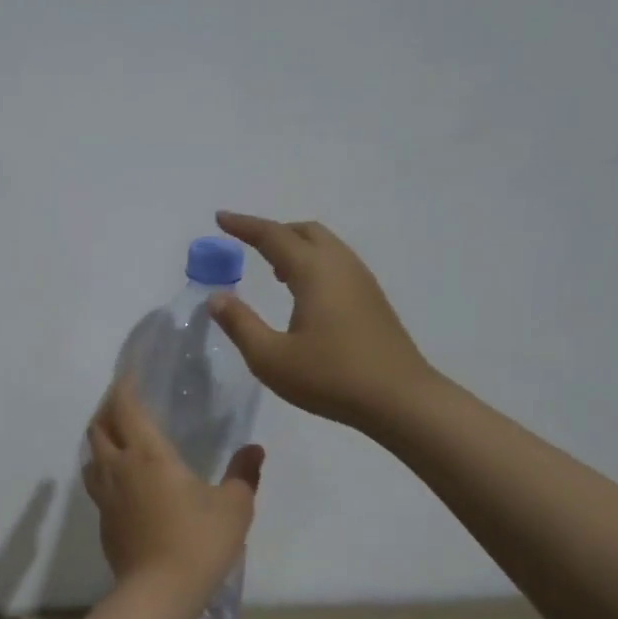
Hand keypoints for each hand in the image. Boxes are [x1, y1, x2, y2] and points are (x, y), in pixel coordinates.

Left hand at [83, 377, 264, 595]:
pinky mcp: (103, 520)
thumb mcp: (233, 507)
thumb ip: (243, 474)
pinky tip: (122, 479)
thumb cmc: (198, 541)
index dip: (123, 385)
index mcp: (147, 454)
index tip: (129, 373)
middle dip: (108, 408)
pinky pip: (96, 482)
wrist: (158, 592)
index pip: (125, 407)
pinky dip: (104, 469)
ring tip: (118, 437)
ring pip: (91, 455)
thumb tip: (254, 449)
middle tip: (125, 402)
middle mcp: (119, 467)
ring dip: (101, 439)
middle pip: (99, 427)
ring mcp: (105, 495)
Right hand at [209, 211, 437, 432]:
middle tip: (247, 244)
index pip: (273, 236)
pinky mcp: (373, 300)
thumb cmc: (330, 377)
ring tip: (273, 269)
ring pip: (325, 246)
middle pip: (305, 231)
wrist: (400, 400)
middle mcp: (340, 266)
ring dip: (296, 247)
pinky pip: (337, 263)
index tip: (221, 218)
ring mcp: (362, 282)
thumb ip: (240, 324)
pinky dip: (313, 262)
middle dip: (273, 231)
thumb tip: (216, 297)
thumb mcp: (270, 358)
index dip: (244, 225)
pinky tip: (304, 293)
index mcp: (314, 272)